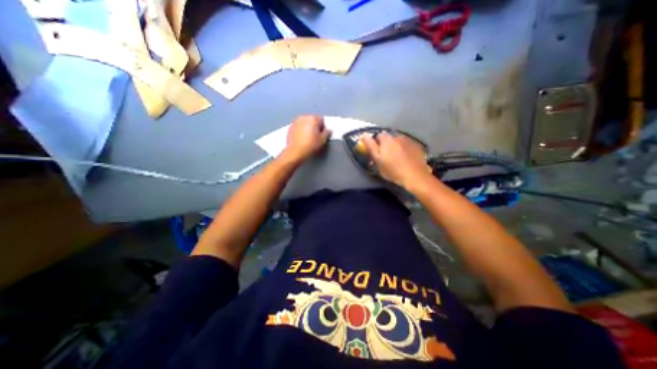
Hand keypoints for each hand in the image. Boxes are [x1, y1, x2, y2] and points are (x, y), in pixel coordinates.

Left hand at [284, 114, 331, 163]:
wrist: (295, 152)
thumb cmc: (310, 145)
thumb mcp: (322, 140)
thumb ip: (327, 133)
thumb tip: (328, 130)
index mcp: (313, 118)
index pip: (321, 119)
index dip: (323, 127)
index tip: (322, 134)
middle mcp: (304, 117)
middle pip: (312, 119)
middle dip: (314, 126)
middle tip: (315, 136)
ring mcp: (296, 122)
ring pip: (304, 122)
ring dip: (307, 127)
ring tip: (308, 137)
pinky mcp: (290, 127)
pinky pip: (298, 127)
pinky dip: (300, 130)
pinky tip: (301, 138)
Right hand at [361, 133, 435, 187]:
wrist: (415, 176)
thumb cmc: (393, 170)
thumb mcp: (378, 160)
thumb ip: (370, 146)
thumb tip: (364, 135)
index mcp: (387, 140)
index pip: (378, 135)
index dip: (376, 143)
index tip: (376, 152)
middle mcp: (398, 137)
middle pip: (389, 138)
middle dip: (386, 145)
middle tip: (386, 156)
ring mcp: (409, 141)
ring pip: (398, 141)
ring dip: (396, 147)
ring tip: (398, 158)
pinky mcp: (417, 146)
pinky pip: (407, 145)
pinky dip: (405, 149)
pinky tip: (406, 158)